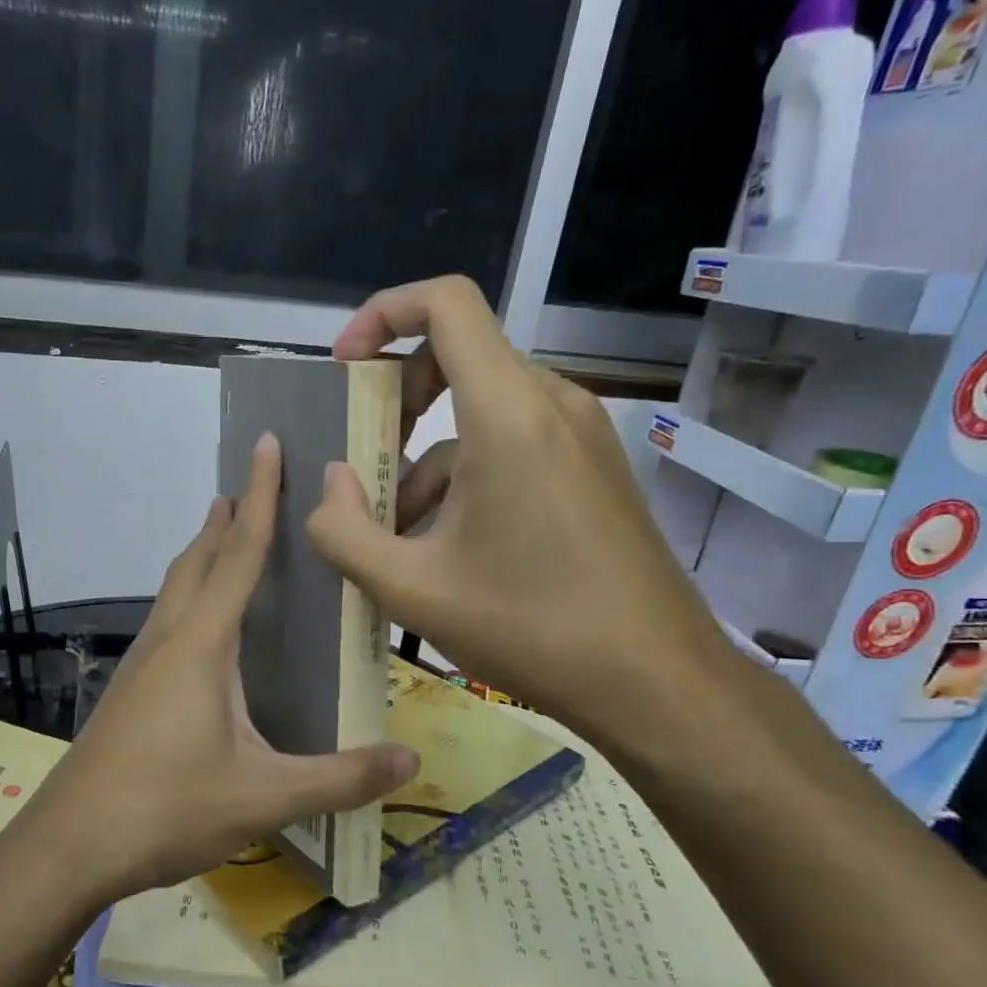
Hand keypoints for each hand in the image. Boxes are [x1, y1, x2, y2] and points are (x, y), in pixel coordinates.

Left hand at [30, 432, 418, 902]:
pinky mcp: (131, 687)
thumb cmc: (166, 808)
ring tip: (227, 535)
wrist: (70, 844)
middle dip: (228, 516)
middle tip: (252, 485)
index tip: (266, 443)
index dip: (260, 496)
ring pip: (177, 587)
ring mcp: (142, 662)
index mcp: (203, 643)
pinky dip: (191, 594)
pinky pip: (167, 618)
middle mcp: (169, 637)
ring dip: (204, 553)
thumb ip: (339, 779)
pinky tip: (203, 627)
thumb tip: (411, 761)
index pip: (240, 552)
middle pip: (200, 558)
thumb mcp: (263, 797)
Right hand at [304, 275, 733, 754]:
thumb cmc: (530, 628)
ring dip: (424, 461)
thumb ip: (343, 532)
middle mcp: (551, 404)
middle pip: (458, 357)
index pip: (446, 304)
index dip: (383, 314)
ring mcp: (580, 436)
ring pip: (480, 414)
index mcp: (508, 413)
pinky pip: (512, 445)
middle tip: (361, 462)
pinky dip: (466, 478)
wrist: (656, 683)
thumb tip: (330, 484)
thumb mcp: (410, 589)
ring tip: (398, 540)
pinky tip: (449, 551)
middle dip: (395, 403)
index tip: (344, 368)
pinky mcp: (591, 469)